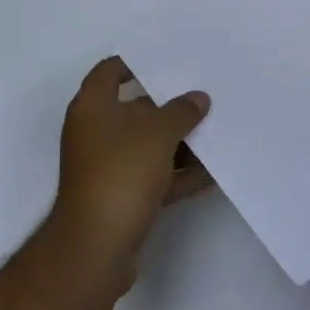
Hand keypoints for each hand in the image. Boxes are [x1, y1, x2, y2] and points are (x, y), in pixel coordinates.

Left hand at [51, 58, 211, 294]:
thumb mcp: (157, 134)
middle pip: (134, 109)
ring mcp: (106, 166)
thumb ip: (181, 112)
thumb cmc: (120, 174)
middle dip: (169, 106)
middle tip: (204, 97)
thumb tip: (198, 98)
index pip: (110, 71)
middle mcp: (94, 131)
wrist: (96, 248)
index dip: (136, 63)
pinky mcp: (120, 197)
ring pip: (146, 145)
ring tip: (217, 134)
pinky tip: (211, 174)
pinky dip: (177, 174)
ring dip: (178, 143)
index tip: (168, 61)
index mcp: (92, 106)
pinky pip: (152, 176)